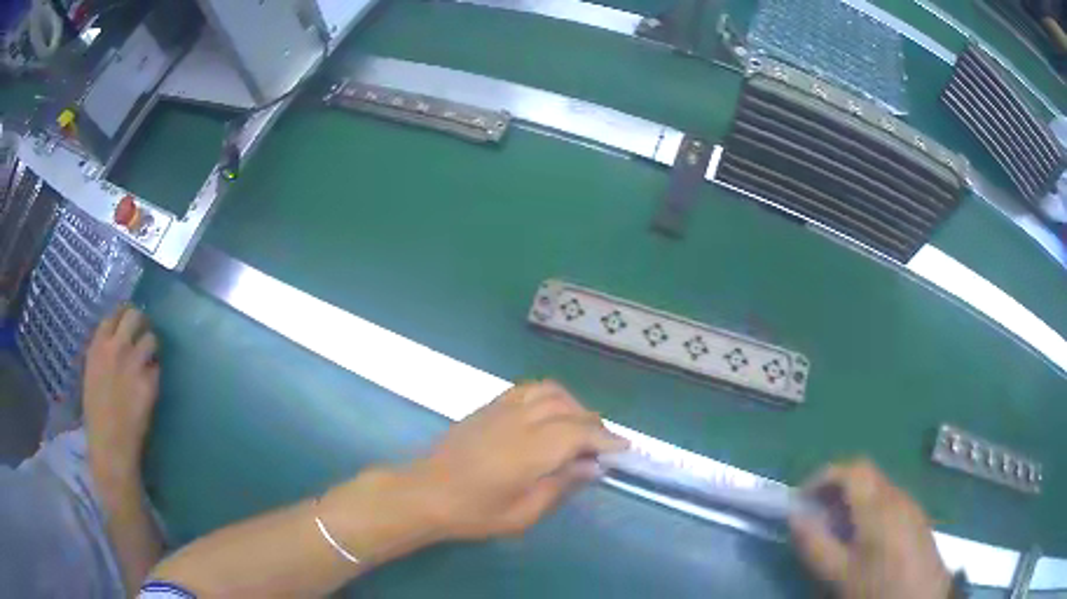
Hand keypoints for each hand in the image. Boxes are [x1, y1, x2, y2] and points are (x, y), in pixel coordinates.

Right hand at [83, 305, 159, 488]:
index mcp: (98, 346)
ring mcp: (134, 363)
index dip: (122, 316)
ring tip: (148, 360)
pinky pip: (157, 367)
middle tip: (142, 333)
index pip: (114, 314)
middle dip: (140, 322)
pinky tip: (150, 383)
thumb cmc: (95, 415)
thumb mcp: (91, 374)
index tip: (127, 323)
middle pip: (135, 316)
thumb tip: (114, 340)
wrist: (110, 445)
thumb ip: (102, 354)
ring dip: (151, 347)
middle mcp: (116, 348)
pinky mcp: (150, 382)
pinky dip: (155, 372)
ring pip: (151, 338)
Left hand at [408, 381, 627, 539]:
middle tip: (603, 446)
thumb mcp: (522, 514)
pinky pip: (528, 389)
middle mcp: (519, 421)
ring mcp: (501, 409)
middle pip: (569, 409)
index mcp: (530, 451)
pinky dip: (549, 396)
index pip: (580, 434)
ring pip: (550, 391)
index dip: (606, 439)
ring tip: (579, 428)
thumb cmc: (473, 512)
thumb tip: (592, 467)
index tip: (624, 449)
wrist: (425, 493)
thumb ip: (560, 486)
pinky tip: (549, 415)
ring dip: (573, 405)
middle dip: (593, 424)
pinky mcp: (488, 406)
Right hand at [790, 460, 950, 598]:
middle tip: (816, 517)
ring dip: (853, 501)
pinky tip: (863, 541)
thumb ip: (815, 544)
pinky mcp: (917, 519)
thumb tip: (795, 517)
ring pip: (877, 489)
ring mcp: (911, 506)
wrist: (921, 597)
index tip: (801, 500)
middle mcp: (897, 496)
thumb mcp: (839, 573)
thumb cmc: (878, 586)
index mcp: (878, 504)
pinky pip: (889, 503)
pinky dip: (869, 511)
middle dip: (836, 489)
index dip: (823, 477)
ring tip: (836, 532)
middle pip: (865, 475)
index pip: (852, 469)